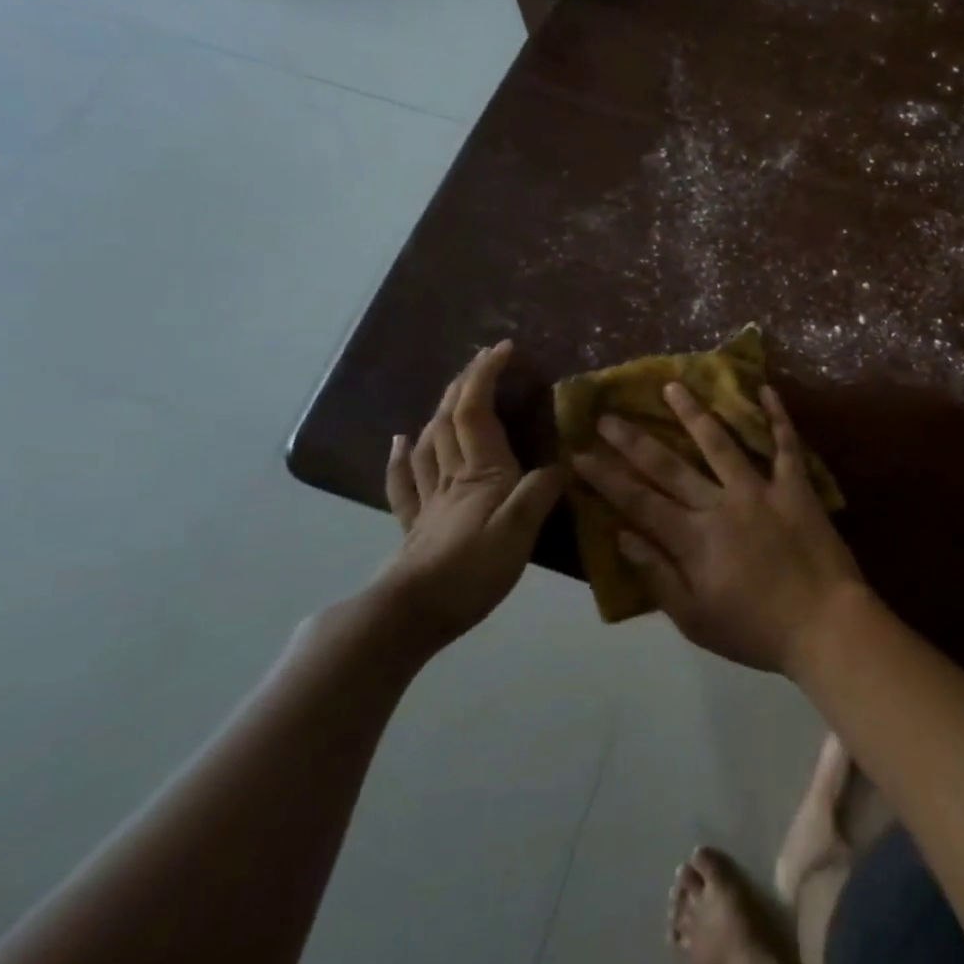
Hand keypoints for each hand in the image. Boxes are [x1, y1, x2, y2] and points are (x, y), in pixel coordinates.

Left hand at [379, 341, 563, 648]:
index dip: (486, 375)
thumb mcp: (519, 532)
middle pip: (451, 417)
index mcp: (481, 472)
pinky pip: (405, 481)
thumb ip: (540, 493)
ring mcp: (430, 499)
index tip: (504, 347)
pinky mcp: (417, 524)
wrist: (410, 616)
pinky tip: (400, 441)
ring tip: (452, 390)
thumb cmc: (470, 571)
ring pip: (430, 441)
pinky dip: (401, 456)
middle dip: (466, 382)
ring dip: (441, 408)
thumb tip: (563, 464)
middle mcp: (452, 475)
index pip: (478, 410)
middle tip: (483, 359)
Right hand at [573, 382, 863, 673]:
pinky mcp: (796, 486)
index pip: (638, 502)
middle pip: (670, 466)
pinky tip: (764, 388)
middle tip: (608, 414)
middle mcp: (721, 504)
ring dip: (694, 413)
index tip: (580, 453)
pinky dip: (777, 416)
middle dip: (634, 440)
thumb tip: (622, 536)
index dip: (606, 477)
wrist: (826, 626)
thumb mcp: (695, 620)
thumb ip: (658, 576)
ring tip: (673, 385)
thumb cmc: (756, 631)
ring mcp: (761, 490)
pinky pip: (785, 444)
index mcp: (694, 539)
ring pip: (721, 443)